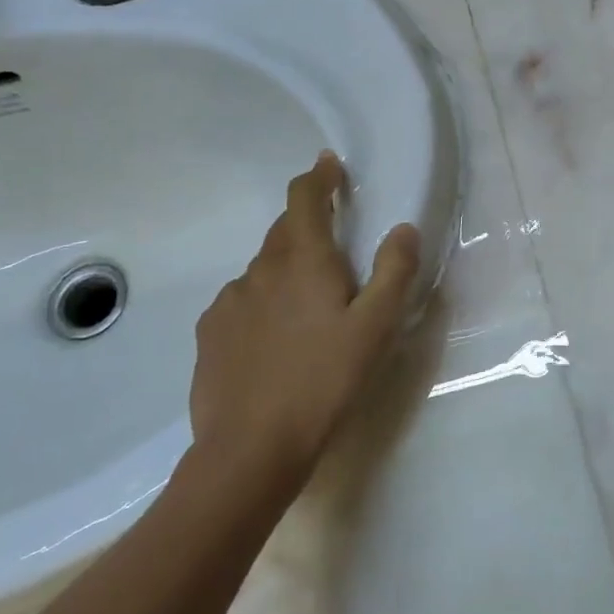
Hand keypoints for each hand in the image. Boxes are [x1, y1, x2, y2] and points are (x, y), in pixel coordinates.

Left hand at [189, 151, 421, 474]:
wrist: (251, 448)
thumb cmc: (324, 380)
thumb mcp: (376, 327)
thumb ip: (394, 271)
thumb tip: (403, 228)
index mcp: (302, 261)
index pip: (304, 199)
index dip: (318, 177)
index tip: (330, 165)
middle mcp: (260, 271)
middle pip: (284, 231)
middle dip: (308, 225)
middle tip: (336, 244)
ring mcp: (229, 303)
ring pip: (264, 269)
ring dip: (287, 269)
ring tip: (310, 305)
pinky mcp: (211, 334)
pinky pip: (243, 302)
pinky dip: (264, 302)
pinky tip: (277, 339)